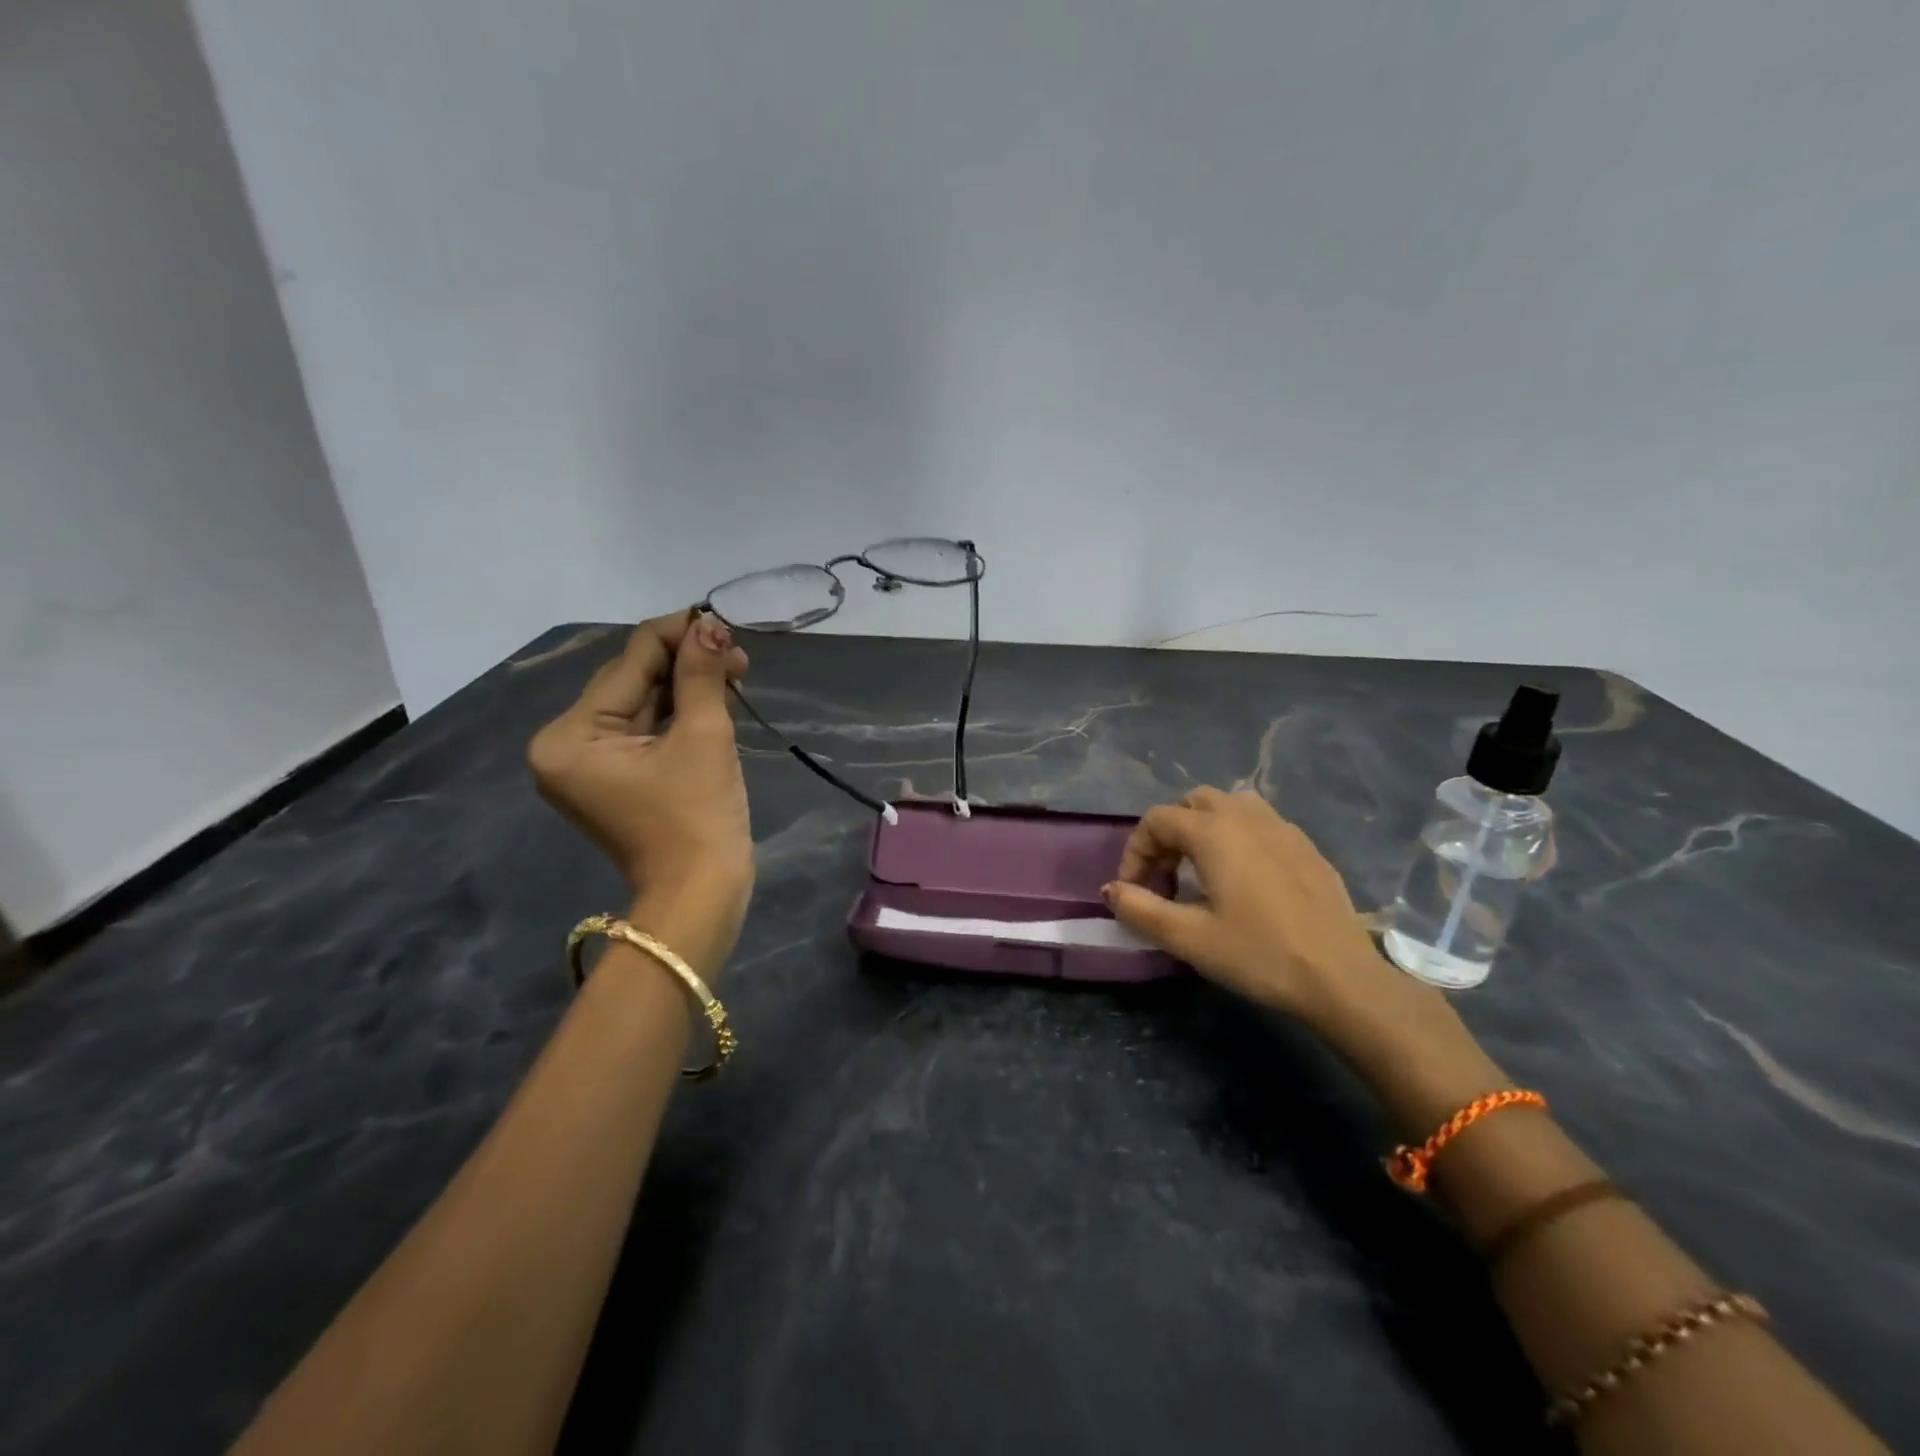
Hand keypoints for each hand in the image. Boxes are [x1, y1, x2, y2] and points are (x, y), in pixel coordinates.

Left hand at [528, 611, 754, 937]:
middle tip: (738, 653)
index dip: (676, 635)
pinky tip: (715, 696)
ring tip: (736, 672)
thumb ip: (700, 674)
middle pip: (632, 682)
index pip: (627, 664)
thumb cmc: (698, 818)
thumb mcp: (702, 737)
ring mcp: (587, 763)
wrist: (701, 895)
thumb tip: (710, 624)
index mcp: (570, 736)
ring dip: (687, 685)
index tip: (721, 620)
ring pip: (642, 703)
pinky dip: (679, 712)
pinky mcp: (613, 775)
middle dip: (685, 663)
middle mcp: (565, 744)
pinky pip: (645, 728)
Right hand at [1105, 788, 1399, 1035]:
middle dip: (1169, 834)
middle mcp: (1246, 817)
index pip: (1156, 821)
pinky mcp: (1306, 847)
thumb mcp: (1189, 938)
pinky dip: (1238, 838)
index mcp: (1214, 832)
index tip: (1134, 891)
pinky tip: (1245, 881)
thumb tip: (1110, 890)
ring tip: (1202, 871)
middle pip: (1192, 804)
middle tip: (1166, 878)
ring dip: (1205, 829)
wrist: (1341, 978)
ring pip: (1229, 807)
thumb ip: (1141, 909)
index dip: (1135, 852)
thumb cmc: (1259, 955)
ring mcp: (1282, 828)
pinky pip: (1260, 824)